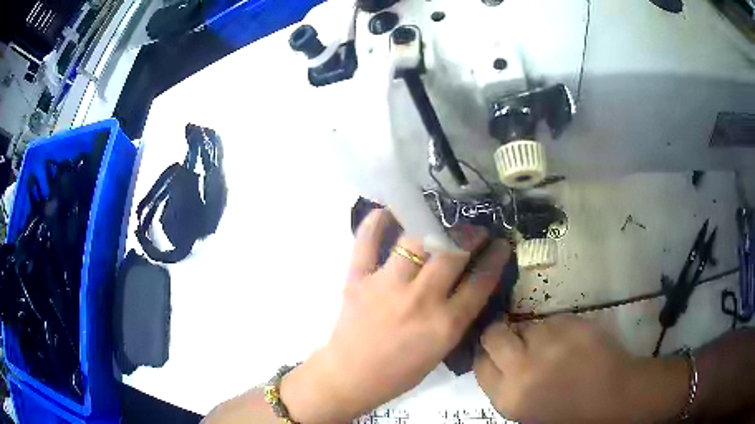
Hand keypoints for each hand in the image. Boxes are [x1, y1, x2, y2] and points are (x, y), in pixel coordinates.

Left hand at [282, 209, 511, 422]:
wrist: (351, 377)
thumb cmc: (399, 373)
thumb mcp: (441, 351)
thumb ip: (456, 317)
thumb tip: (469, 284)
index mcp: (445, 325)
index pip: (480, 282)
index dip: (495, 258)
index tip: (501, 244)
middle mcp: (420, 300)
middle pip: (453, 254)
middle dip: (470, 235)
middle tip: (475, 230)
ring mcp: (386, 286)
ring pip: (416, 241)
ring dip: (435, 225)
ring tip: (442, 220)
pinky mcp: (358, 279)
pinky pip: (366, 242)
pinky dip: (377, 221)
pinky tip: (389, 211)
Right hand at [474, 316, 689, 422]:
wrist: (614, 396)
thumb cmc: (570, 412)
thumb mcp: (526, 412)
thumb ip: (507, 388)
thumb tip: (496, 363)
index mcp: (509, 396)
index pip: (480, 364)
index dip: (487, 356)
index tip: (496, 355)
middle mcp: (522, 368)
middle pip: (493, 334)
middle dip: (502, 336)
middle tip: (518, 343)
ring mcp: (548, 342)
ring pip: (527, 325)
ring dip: (535, 334)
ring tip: (553, 348)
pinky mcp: (571, 323)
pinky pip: (552, 319)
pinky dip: (557, 328)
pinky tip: (571, 342)